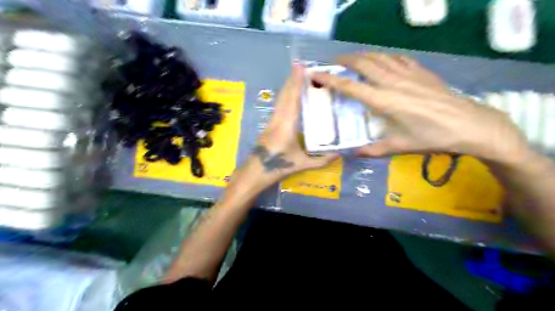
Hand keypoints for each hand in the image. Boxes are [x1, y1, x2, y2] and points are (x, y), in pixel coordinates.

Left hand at [248, 65, 337, 182]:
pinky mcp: (269, 123)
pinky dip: (285, 95)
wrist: (256, 171)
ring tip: (296, 74)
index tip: (301, 68)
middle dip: (292, 79)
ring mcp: (272, 120)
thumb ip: (322, 160)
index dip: (297, 83)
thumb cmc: (279, 166)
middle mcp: (278, 118)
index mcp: (287, 126)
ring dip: (288, 85)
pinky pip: (278, 104)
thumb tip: (339, 155)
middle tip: (301, 66)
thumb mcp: (302, 164)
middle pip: (285, 95)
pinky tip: (289, 93)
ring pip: (280, 98)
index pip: (293, 100)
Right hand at [312, 53, 528, 164]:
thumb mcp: (399, 146)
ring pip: (380, 57)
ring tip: (355, 59)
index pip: (351, 86)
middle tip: (335, 63)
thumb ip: (373, 150)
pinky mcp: (421, 71)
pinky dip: (385, 58)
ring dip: (364, 56)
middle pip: (364, 63)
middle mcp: (393, 82)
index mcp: (384, 101)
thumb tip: (354, 153)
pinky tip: (384, 62)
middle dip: (346, 60)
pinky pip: (398, 59)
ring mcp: (409, 74)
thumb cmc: (431, 137)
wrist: (470, 125)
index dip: (331, 79)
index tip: (317, 74)